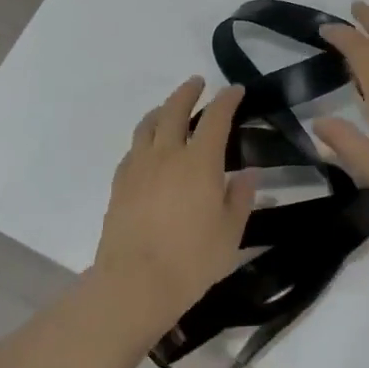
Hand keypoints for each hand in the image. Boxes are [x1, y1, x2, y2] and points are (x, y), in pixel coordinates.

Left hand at [94, 77, 254, 331]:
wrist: (134, 283)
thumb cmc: (192, 260)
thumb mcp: (230, 233)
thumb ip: (241, 198)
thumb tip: (248, 173)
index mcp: (200, 161)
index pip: (216, 118)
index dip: (227, 99)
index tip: (235, 90)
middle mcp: (167, 154)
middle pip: (175, 110)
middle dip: (188, 92)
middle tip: (197, 83)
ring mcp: (139, 167)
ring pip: (148, 125)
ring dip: (162, 109)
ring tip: (169, 109)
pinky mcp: (119, 184)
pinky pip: (133, 149)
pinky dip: (144, 138)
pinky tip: (148, 148)